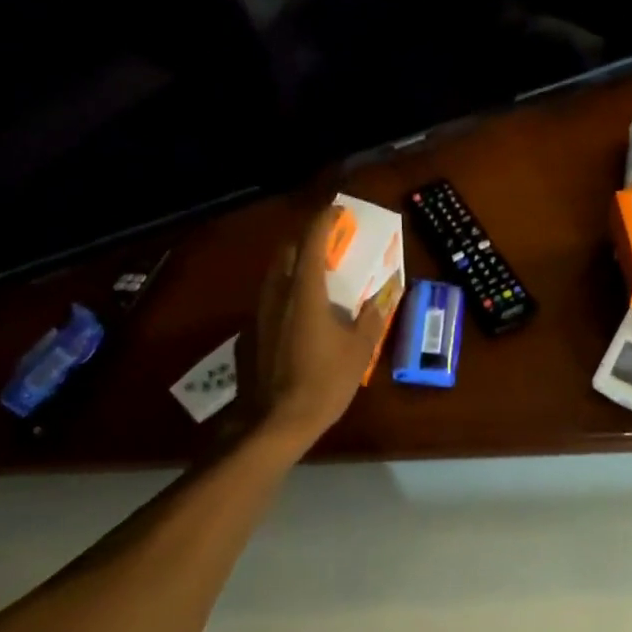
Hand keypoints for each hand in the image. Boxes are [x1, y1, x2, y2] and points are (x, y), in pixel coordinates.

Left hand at [246, 204, 397, 451]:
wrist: (276, 421)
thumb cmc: (323, 382)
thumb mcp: (359, 351)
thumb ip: (371, 318)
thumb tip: (382, 298)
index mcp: (304, 291)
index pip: (312, 241)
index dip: (324, 221)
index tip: (338, 211)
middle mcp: (276, 294)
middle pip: (287, 252)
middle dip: (307, 241)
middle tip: (328, 245)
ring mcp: (259, 314)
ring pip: (275, 276)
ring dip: (294, 267)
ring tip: (316, 277)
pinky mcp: (250, 334)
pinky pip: (269, 301)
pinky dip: (285, 295)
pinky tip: (299, 316)